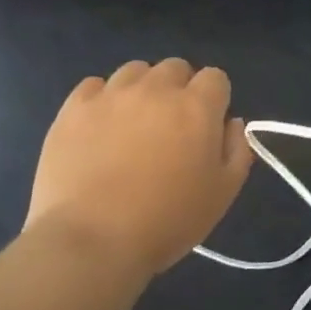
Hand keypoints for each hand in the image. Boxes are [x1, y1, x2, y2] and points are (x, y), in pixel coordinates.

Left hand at [28, 58, 253, 275]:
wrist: (91, 242)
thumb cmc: (166, 222)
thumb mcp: (222, 195)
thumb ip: (237, 151)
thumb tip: (231, 122)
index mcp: (196, 107)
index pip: (215, 78)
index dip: (214, 99)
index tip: (206, 127)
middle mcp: (156, 89)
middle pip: (175, 68)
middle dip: (179, 89)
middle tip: (171, 126)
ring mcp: (112, 95)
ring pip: (135, 71)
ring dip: (142, 89)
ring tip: (133, 124)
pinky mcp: (74, 108)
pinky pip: (93, 85)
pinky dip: (101, 99)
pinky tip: (99, 127)